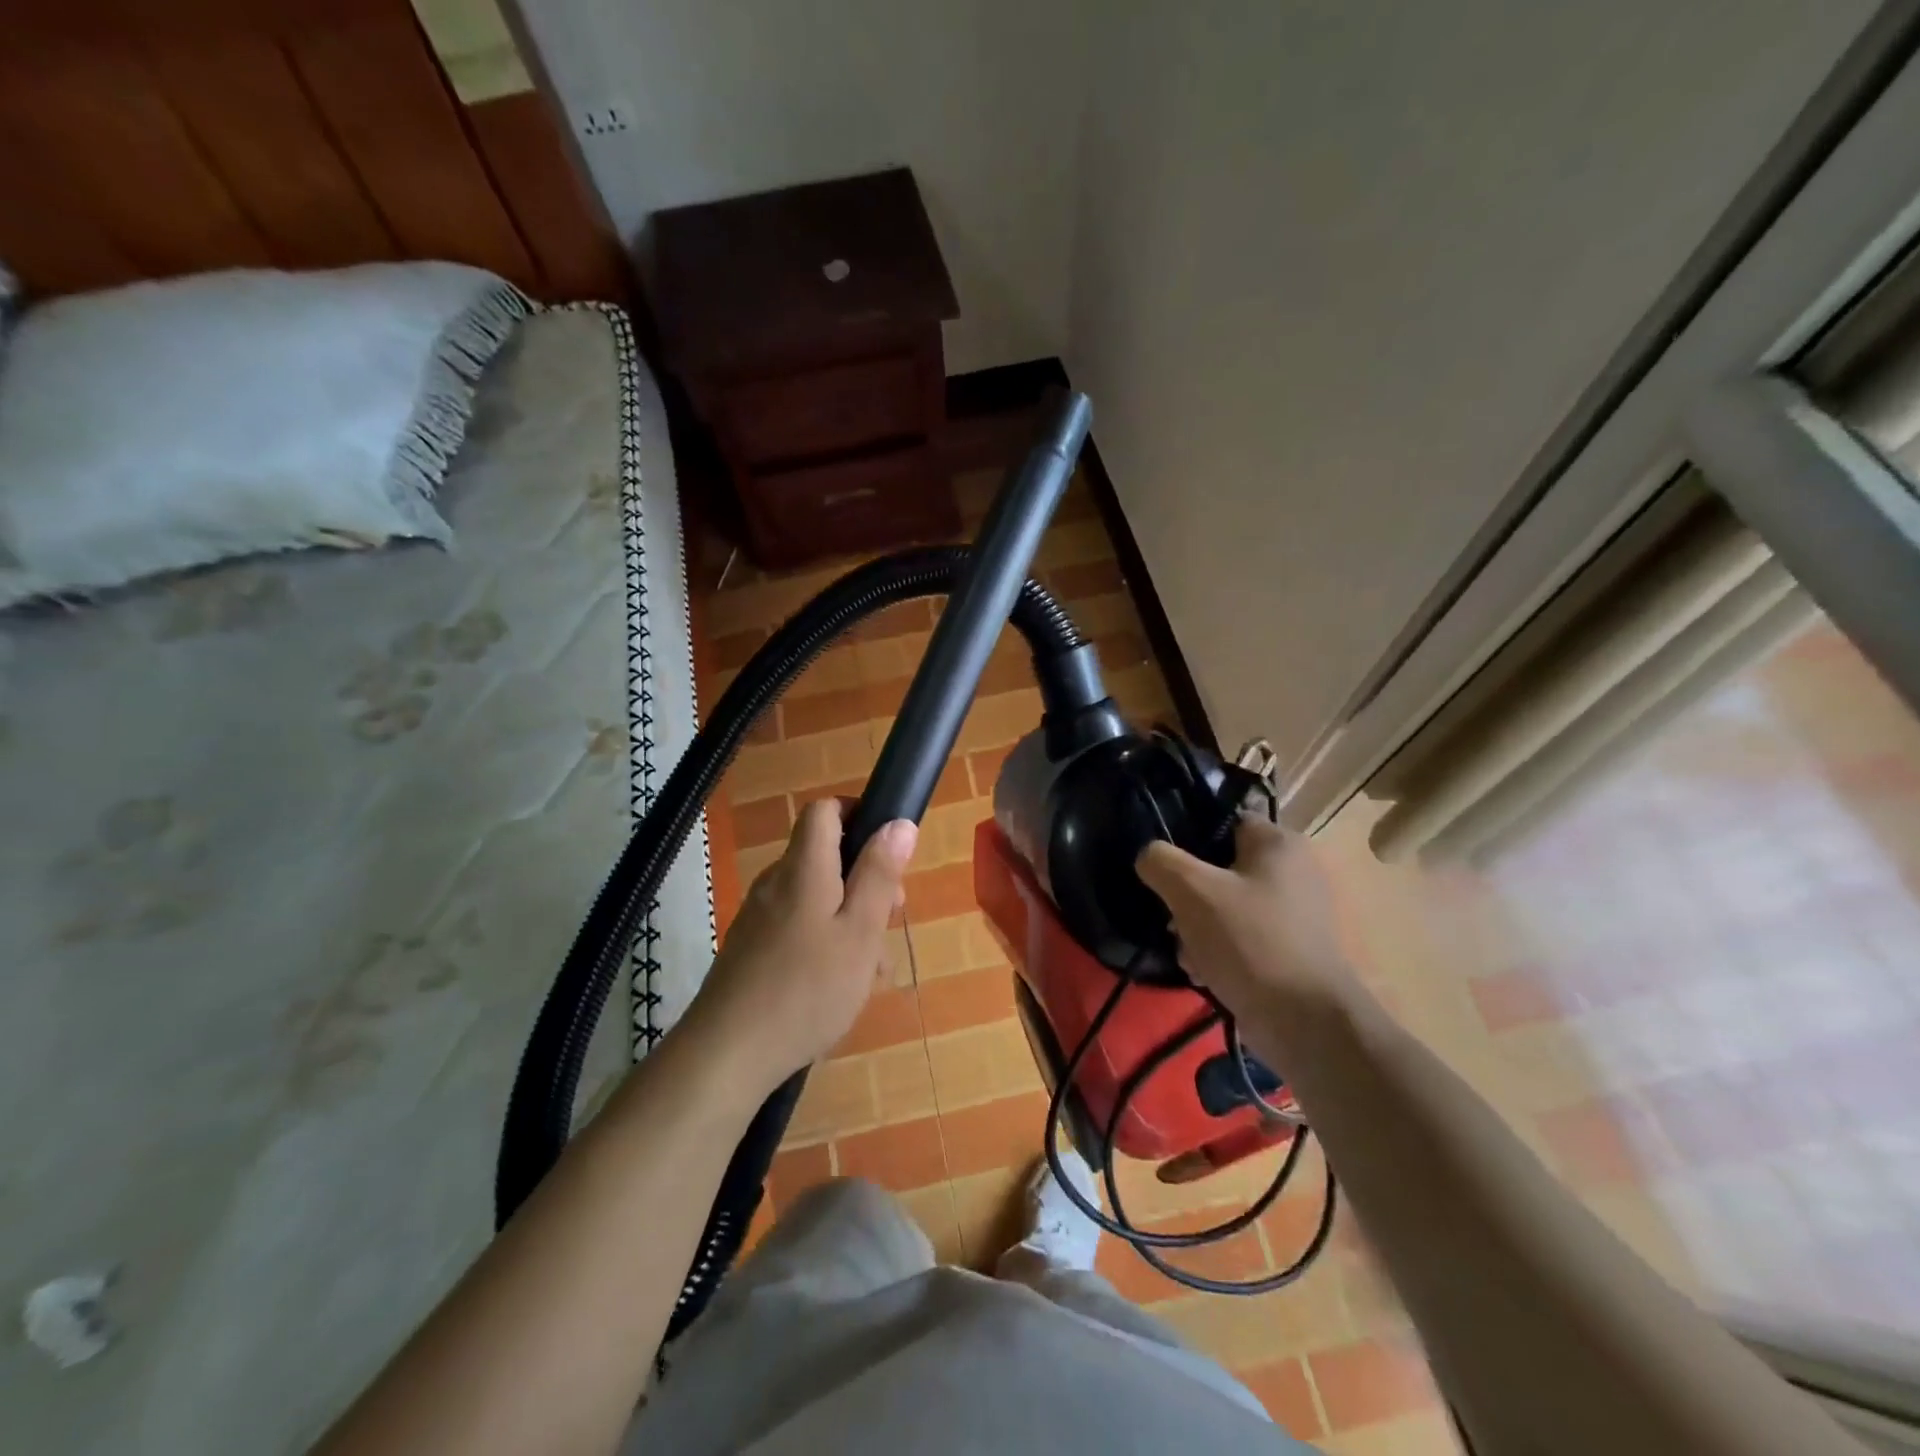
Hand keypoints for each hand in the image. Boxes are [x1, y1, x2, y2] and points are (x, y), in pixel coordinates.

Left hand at [686, 799, 917, 1087]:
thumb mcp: (860, 932)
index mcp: (803, 868)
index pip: (824, 811)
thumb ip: (879, 875)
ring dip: (851, 919)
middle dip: (865, 880)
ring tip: (872, 969)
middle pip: (825, 857)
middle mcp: (776, 883)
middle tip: (890, 920)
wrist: (727, 1055)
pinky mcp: (751, 948)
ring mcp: (759, 916)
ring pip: (817, 898)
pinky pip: (798, 926)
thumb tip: (899, 823)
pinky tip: (840, 986)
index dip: (859, 815)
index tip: (889, 851)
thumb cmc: (807, 989)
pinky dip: (826, 942)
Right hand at [1135, 816, 1360, 1046]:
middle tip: (1171, 916)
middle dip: (1187, 895)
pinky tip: (1203, 971)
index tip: (1163, 867)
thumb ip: (1160, 861)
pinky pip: (1239, 935)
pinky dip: (1217, 950)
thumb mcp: (1191, 890)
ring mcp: (1293, 912)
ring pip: (1224, 905)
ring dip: (1196, 927)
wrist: (1304, 1022)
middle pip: (1218, 867)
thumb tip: (1148, 857)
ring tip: (1187, 951)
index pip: (1220, 820)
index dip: (1186, 839)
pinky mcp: (1288, 948)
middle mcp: (1292, 870)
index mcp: (1278, 842)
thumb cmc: (1249, 940)